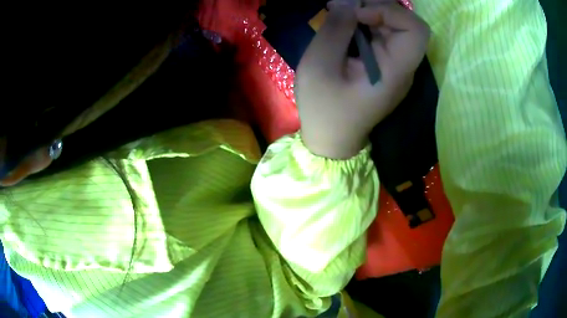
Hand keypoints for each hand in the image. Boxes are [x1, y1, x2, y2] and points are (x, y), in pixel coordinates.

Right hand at [297, 0, 429, 158]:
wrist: (330, 137)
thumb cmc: (324, 108)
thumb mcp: (320, 66)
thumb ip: (336, 29)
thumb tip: (348, 1)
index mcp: (396, 71)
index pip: (416, 31)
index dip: (391, 12)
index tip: (359, 14)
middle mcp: (402, 65)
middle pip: (405, 22)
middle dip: (375, 6)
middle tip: (342, 5)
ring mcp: (394, 64)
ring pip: (393, 24)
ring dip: (367, 11)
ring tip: (338, 11)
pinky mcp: (383, 63)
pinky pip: (381, 33)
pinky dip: (363, 21)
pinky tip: (344, 22)